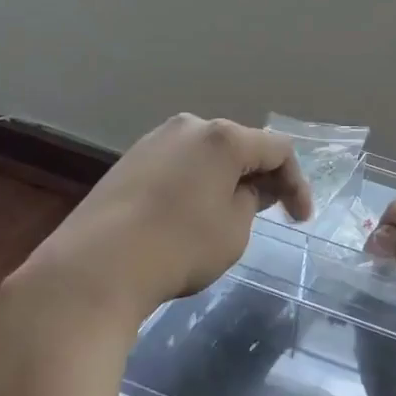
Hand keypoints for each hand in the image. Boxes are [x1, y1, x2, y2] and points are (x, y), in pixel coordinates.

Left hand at [10, 114, 313, 320]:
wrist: (95, 267)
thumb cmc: (180, 246)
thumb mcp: (235, 229)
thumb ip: (250, 200)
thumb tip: (241, 188)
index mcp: (223, 137)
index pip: (277, 150)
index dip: (296, 184)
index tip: (301, 220)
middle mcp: (188, 127)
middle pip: (240, 146)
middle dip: (260, 176)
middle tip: (270, 210)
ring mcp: (153, 141)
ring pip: (206, 155)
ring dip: (226, 179)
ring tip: (231, 212)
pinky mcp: (127, 162)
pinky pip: (177, 166)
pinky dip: (195, 184)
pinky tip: (191, 213)